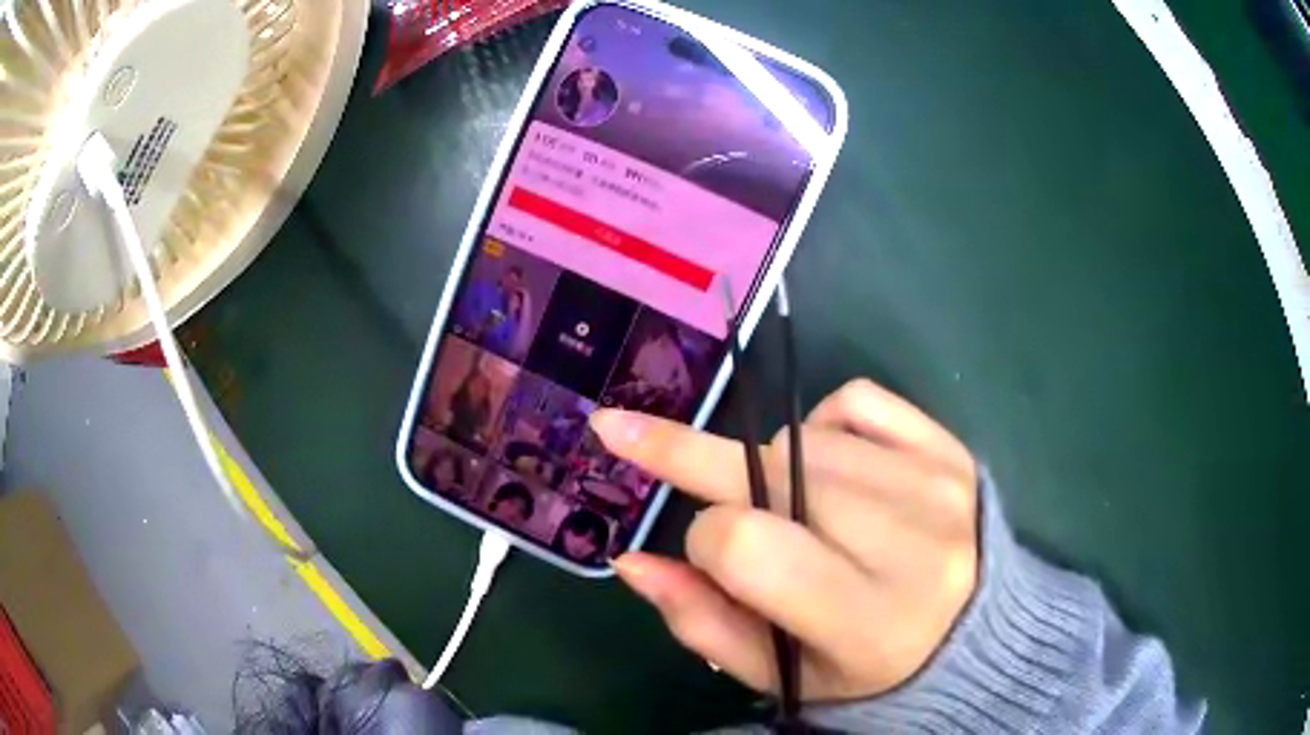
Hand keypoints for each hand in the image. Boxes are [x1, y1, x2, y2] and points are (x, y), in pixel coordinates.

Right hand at [590, 379, 978, 701]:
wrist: (972, 635)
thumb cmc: (866, 669)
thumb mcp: (781, 672)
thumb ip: (702, 622)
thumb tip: (631, 560)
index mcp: (864, 620)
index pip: (744, 544)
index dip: (702, 541)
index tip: (700, 551)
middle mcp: (910, 544)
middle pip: (769, 474)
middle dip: (706, 468)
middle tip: (659, 452)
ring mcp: (936, 485)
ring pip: (803, 438)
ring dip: (770, 463)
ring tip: (792, 507)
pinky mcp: (948, 448)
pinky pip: (855, 400)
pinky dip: (822, 421)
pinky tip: (829, 464)